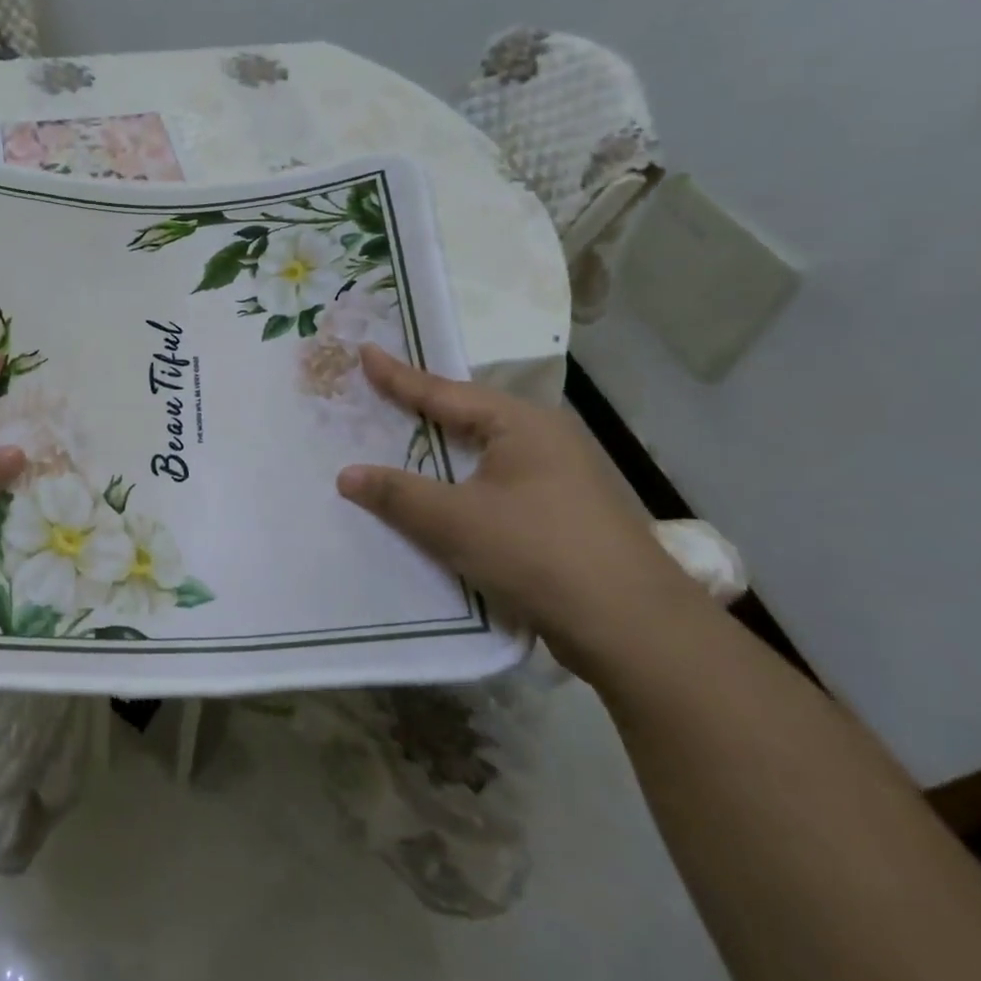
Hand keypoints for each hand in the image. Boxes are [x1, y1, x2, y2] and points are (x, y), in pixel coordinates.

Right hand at [336, 345, 698, 680]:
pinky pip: (496, 485)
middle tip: (377, 394)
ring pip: (483, 454)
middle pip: (466, 417)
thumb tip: (346, 475)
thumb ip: (397, 494)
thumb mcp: (454, 522)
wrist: (634, 629)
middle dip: (421, 409)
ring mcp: (560, 478)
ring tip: (400, 442)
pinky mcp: (563, 515)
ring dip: (441, 453)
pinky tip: (441, 497)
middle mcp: (544, 439)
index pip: (443, 391)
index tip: (365, 351)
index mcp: (521, 424)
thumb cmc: (538, 553)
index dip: (397, 375)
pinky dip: (461, 485)